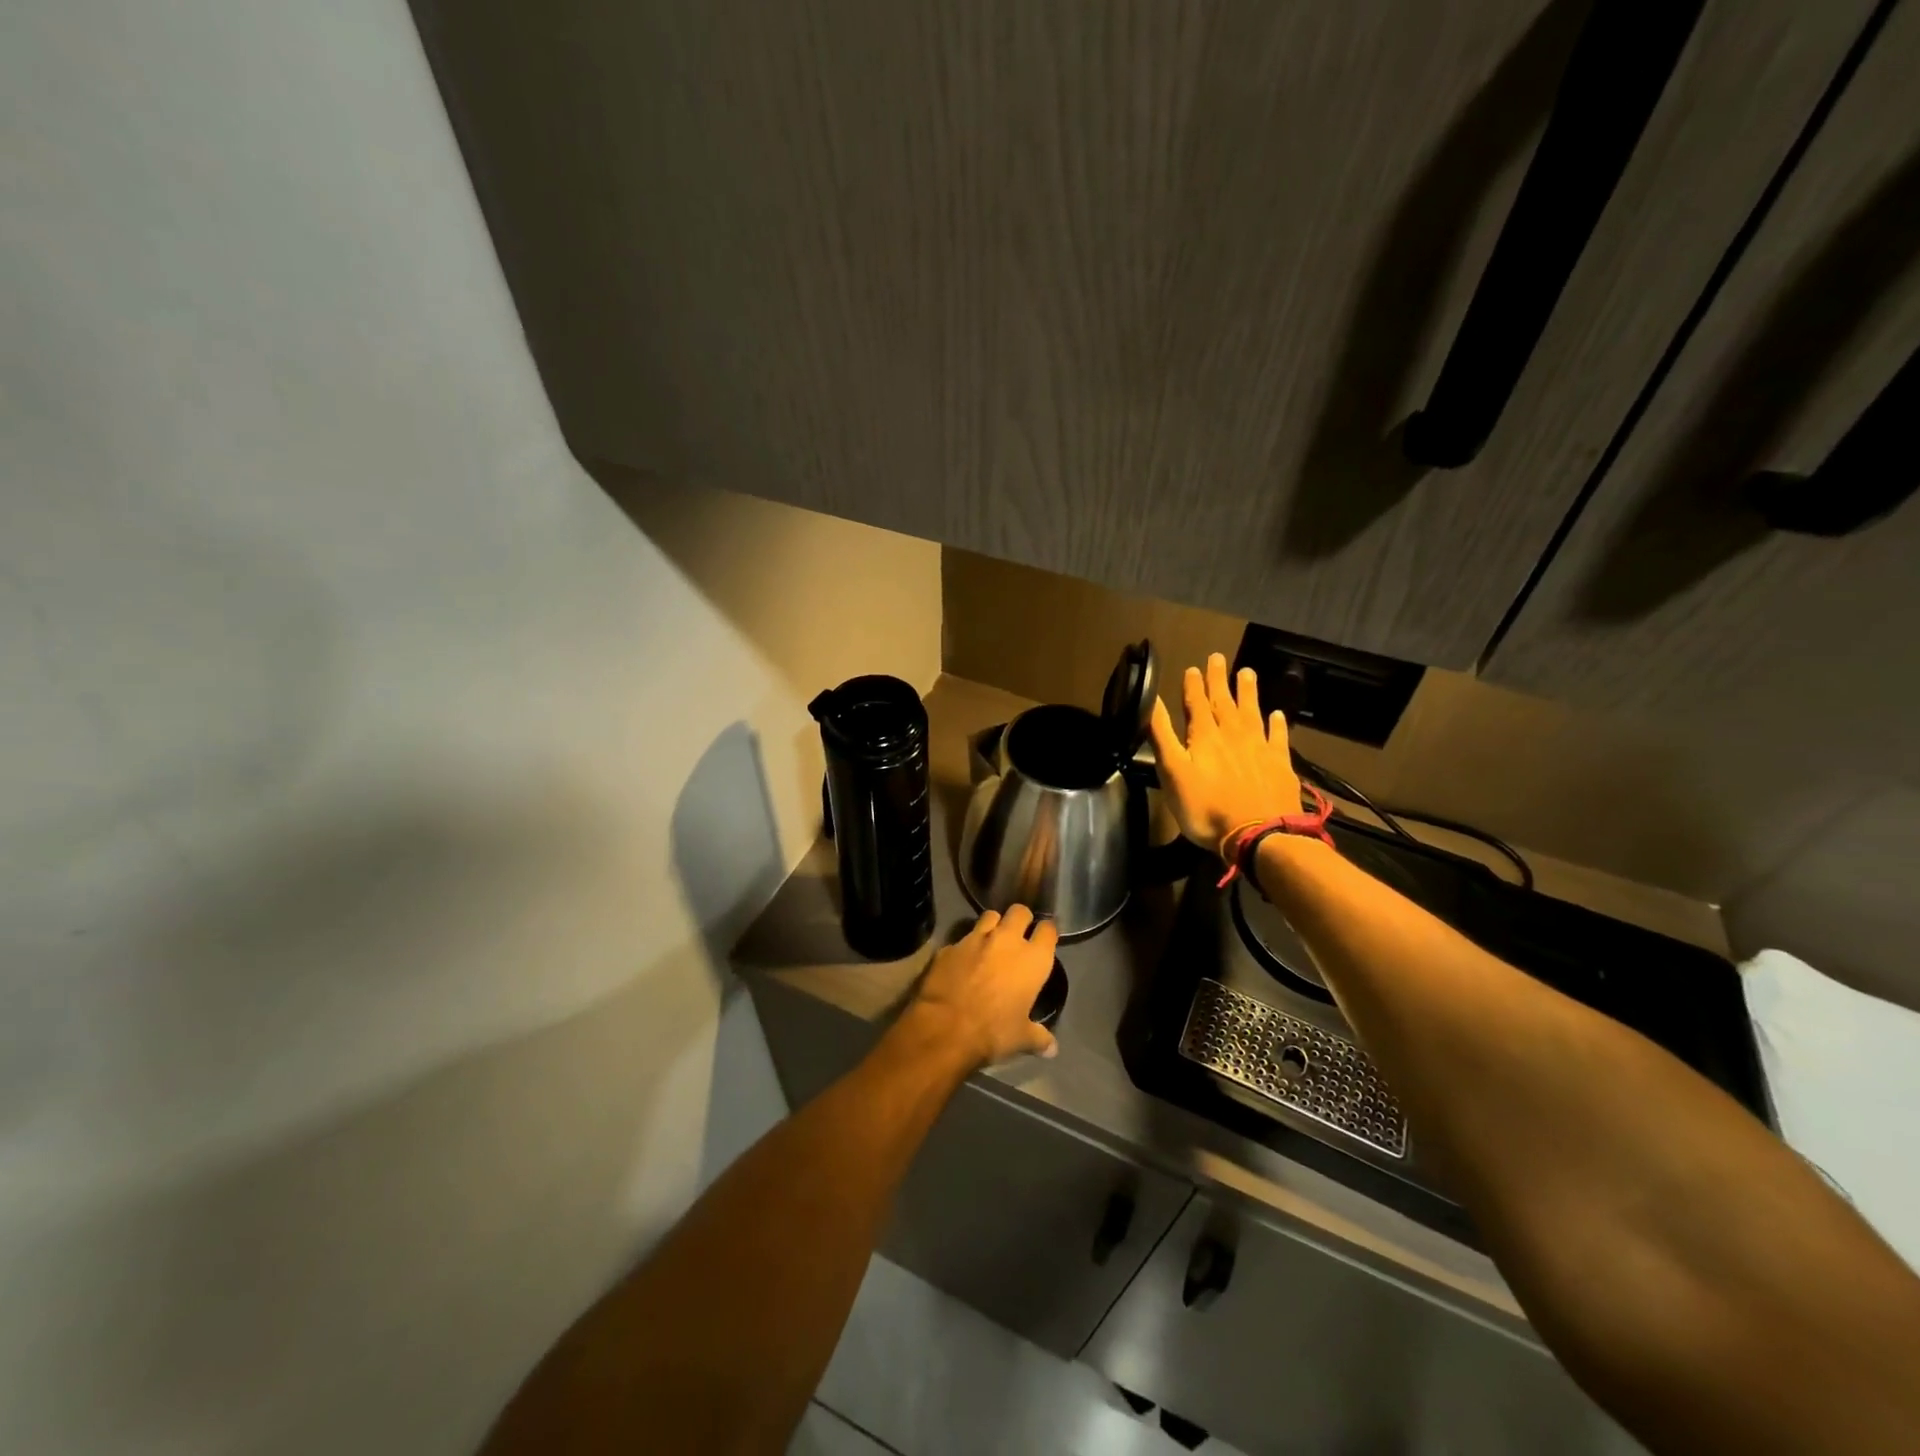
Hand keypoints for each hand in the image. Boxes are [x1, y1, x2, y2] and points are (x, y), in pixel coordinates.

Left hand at [906, 906, 1059, 1067]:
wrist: (946, 1027)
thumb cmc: (994, 1031)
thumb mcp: (1021, 1039)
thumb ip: (1039, 1038)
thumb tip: (1052, 1049)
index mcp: (1032, 959)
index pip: (1048, 929)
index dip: (1047, 931)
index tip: (1045, 938)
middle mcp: (1006, 940)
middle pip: (1019, 911)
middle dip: (1020, 919)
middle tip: (1018, 934)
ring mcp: (975, 938)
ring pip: (989, 916)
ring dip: (993, 925)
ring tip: (990, 942)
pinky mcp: (949, 946)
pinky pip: (961, 939)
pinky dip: (965, 947)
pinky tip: (961, 962)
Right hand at [1149, 653, 1303, 853]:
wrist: (1259, 834)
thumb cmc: (1206, 808)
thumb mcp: (1172, 773)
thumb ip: (1162, 736)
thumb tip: (1151, 701)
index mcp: (1204, 736)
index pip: (1197, 704)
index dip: (1193, 685)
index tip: (1193, 667)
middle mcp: (1233, 735)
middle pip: (1224, 702)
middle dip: (1219, 680)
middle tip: (1218, 657)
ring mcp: (1259, 748)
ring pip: (1252, 712)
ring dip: (1248, 692)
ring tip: (1247, 672)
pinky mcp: (1280, 765)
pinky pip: (1278, 738)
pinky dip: (1277, 724)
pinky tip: (1277, 714)